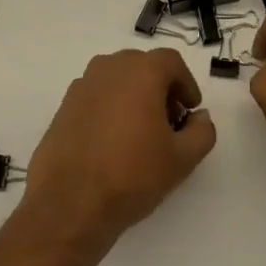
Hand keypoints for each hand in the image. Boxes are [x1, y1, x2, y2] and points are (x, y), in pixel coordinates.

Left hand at [20, 48, 217, 244]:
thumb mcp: (182, 159)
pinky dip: (110, 108)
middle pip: (142, 66)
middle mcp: (108, 69)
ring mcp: (81, 86)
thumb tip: (199, 117)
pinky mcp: (63, 108)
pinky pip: (96, 96)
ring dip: (134, 96)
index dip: (186, 84)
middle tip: (169, 122)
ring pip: (117, 80)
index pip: (171, 61)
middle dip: (161, 88)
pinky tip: (112, 142)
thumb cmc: (132, 175)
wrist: (69, 204)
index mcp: (140, 72)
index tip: (190, 111)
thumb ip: (202, 131)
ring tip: (140, 133)